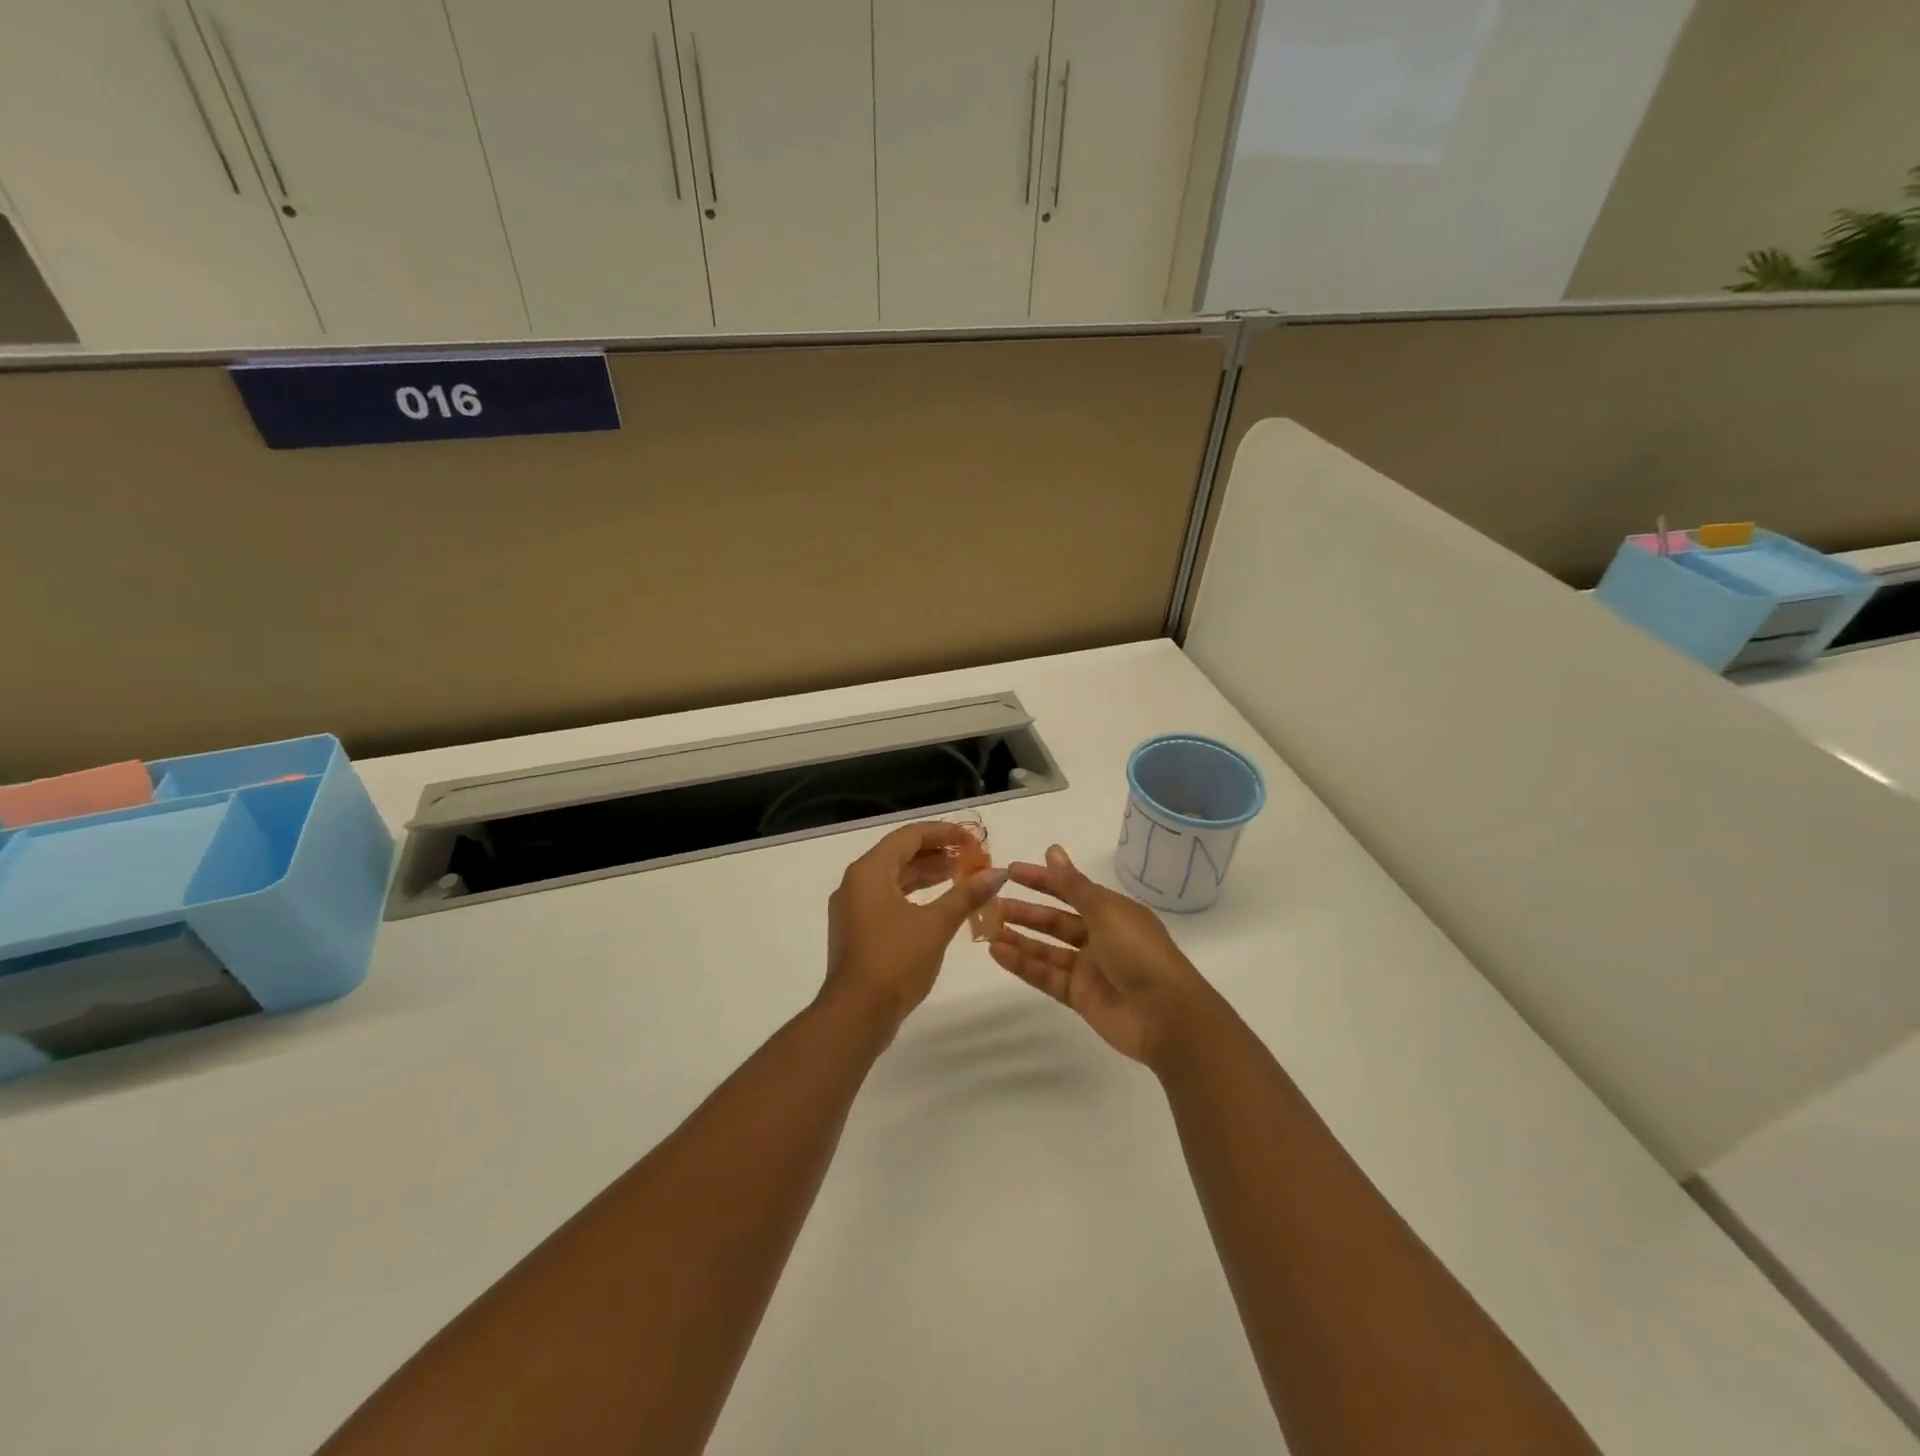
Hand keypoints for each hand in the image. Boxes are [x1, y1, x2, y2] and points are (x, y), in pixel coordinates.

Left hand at [822, 822, 1007, 1038]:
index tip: (973, 840)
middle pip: (900, 854)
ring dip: (927, 875)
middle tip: (972, 858)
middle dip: (937, 853)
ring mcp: (853, 908)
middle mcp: (856, 882)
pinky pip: (887, 899)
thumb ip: (967, 894)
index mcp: (870, 871)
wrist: (856, 1014)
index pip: (909, 836)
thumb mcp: (936, 924)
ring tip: (961, 877)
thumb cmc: (895, 960)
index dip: (944, 833)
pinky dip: (914, 896)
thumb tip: (998, 873)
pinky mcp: (857, 931)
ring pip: (894, 879)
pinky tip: (939, 906)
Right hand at [989, 844, 1211, 1066]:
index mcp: (1112, 912)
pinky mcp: (1079, 996)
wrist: (1166, 1016)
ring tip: (988, 929)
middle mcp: (1100, 937)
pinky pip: (1046, 975)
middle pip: (1056, 921)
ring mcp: (1089, 968)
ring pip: (1047, 949)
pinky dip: (1022, 964)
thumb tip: (1052, 850)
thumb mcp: (1105, 912)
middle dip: (1026, 911)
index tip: (1010, 872)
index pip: (1070, 890)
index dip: (1042, 880)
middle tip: (992, 903)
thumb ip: (1073, 885)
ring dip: (1019, 938)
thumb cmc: (1139, 953)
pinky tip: (998, 952)